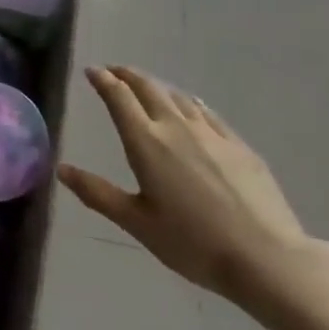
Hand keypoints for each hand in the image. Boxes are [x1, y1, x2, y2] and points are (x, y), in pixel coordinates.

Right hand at [58, 67, 317, 305]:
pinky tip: (191, 107)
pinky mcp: (238, 145)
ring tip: (147, 88)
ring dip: (156, 87)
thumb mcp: (137, 223)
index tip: (91, 71)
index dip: (102, 80)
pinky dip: (189, 103)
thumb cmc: (193, 243)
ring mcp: (211, 133)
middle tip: (114, 71)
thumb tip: (62, 169)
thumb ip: (98, 193)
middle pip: (147, 88)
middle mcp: (176, 127)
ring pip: (177, 96)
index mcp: (146, 142)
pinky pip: (206, 112)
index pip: (118, 97)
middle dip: (127, 75)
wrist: (266, 258)